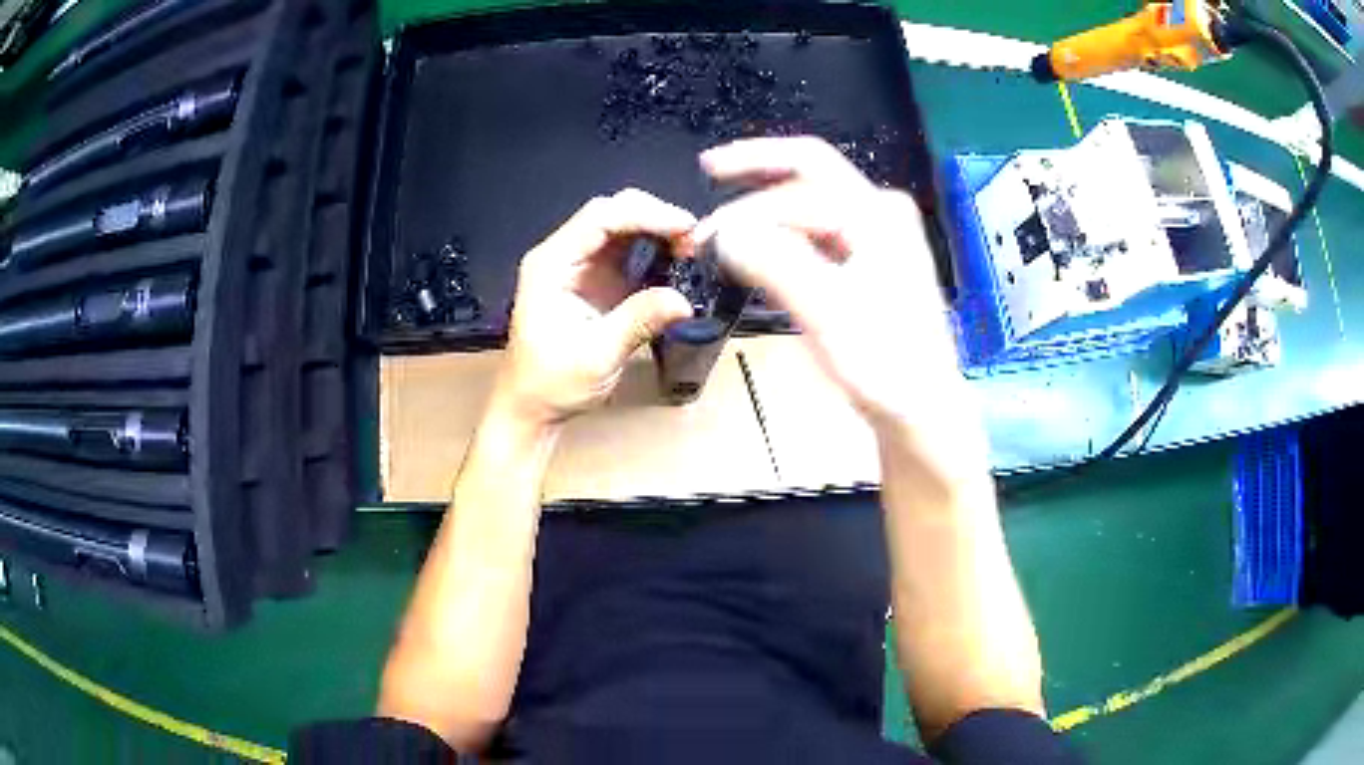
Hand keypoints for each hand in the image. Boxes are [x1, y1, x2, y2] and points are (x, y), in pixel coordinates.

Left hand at [497, 189, 696, 426]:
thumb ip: (638, 322)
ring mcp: (578, 265)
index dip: (646, 215)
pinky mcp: (594, 279)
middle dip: (654, 217)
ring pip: (620, 225)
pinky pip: (625, 248)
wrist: (531, 406)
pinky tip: (676, 258)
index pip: (600, 218)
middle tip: (694, 238)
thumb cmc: (552, 383)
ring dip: (656, 228)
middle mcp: (563, 254)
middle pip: (611, 212)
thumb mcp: (597, 356)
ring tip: (691, 247)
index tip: (686, 228)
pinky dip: (653, 247)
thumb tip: (684, 301)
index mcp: (551, 264)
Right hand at [691, 137, 964, 433]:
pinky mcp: (872, 266)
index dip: (747, 193)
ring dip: (766, 219)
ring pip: (811, 209)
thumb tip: (725, 231)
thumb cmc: (886, 367)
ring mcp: (879, 239)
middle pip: (807, 181)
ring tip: (725, 239)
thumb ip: (776, 264)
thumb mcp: (827, 313)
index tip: (705, 224)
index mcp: (877, 213)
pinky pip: (820, 236)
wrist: (925, 412)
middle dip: (752, 196)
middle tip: (708, 225)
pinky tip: (761, 257)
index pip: (801, 175)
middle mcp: (881, 214)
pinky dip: (785, 241)